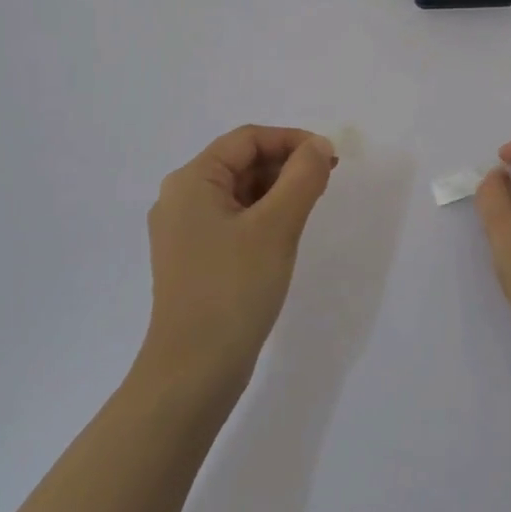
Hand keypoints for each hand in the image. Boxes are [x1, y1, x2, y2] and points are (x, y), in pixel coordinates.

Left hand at [143, 125, 337, 385]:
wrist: (193, 371)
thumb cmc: (233, 289)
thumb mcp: (276, 226)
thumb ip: (302, 178)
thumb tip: (319, 146)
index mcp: (191, 181)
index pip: (246, 140)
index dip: (291, 140)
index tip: (330, 156)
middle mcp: (180, 199)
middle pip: (240, 163)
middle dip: (285, 164)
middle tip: (327, 179)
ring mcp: (184, 232)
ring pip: (238, 193)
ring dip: (277, 190)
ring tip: (312, 203)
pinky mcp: (194, 259)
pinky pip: (233, 220)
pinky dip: (263, 216)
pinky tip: (286, 232)